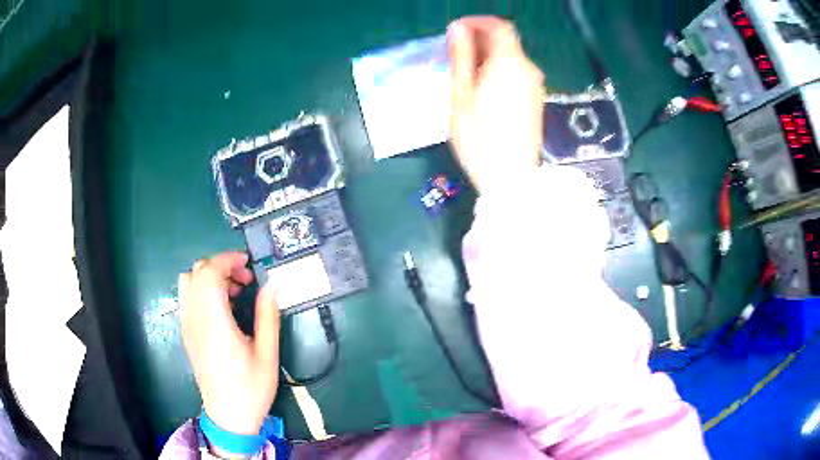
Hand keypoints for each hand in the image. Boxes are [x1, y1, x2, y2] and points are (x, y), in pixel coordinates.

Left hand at [178, 252, 279, 436]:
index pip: (209, 273)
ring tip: (233, 292)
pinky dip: (202, 289)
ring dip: (209, 276)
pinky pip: (187, 296)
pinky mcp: (186, 333)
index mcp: (215, 324)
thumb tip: (272, 285)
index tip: (249, 265)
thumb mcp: (267, 354)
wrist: (229, 416)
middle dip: (222, 266)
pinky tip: (221, 308)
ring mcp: (187, 326)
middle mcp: (195, 320)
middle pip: (197, 271)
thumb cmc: (251, 388)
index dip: (228, 260)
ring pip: (188, 281)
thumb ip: (268, 315)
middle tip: (246, 281)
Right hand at [447, 16, 544, 193]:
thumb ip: (461, 57)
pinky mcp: (536, 101)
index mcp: (509, 64)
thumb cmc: (479, 139)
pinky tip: (483, 91)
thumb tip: (457, 28)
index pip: (498, 26)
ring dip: (488, 57)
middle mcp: (528, 70)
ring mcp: (535, 86)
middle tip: (454, 57)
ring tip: (465, 76)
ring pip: (511, 59)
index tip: (456, 33)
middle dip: (479, 41)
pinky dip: (499, 71)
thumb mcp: (461, 96)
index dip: (477, 23)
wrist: (512, 179)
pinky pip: (517, 74)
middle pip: (505, 42)